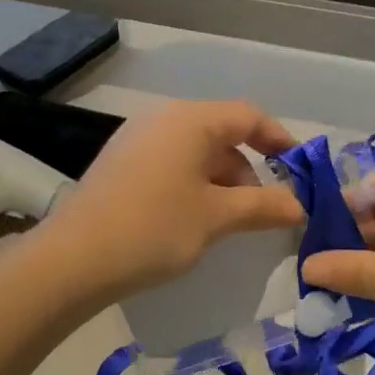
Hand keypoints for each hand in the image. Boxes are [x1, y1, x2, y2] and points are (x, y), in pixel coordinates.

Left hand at [41, 99, 303, 300]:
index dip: (280, 140)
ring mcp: (137, 140)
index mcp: (190, 120)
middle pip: (222, 134)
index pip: (248, 116)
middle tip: (264, 210)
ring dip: (222, 182)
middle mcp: (162, 119)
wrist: (74, 259)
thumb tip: (300, 206)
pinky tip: (193, 220)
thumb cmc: (155, 228)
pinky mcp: (120, 164)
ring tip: (229, 222)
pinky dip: (193, 186)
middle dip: (250, 170)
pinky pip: (171, 165)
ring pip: (195, 152)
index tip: (300, 172)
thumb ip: (264, 206)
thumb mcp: (217, 217)